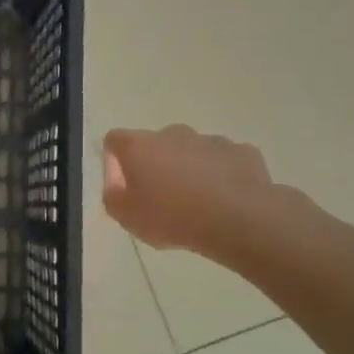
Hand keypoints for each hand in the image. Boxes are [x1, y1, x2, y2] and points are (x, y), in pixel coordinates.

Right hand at [102, 125, 288, 254]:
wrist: (238, 220)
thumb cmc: (172, 218)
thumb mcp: (126, 217)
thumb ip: (113, 193)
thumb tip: (117, 180)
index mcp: (139, 146)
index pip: (115, 140)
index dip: (115, 161)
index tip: (123, 185)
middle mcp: (172, 133)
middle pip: (155, 144)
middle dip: (156, 164)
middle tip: (162, 198)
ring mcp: (210, 140)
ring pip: (192, 151)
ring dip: (189, 169)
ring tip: (197, 203)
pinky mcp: (241, 151)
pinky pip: (223, 161)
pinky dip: (220, 175)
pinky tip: (225, 200)